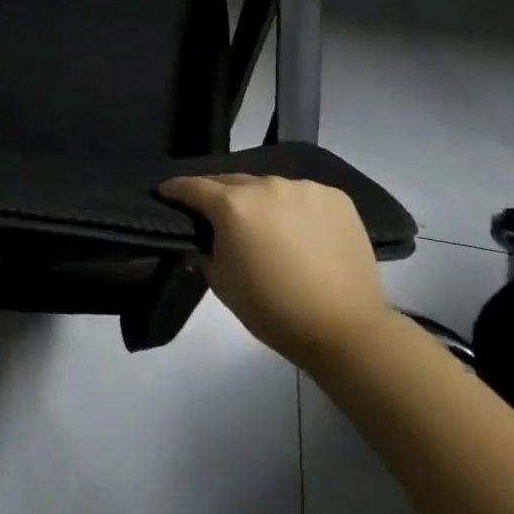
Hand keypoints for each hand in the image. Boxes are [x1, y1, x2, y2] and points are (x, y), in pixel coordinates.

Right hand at [157, 175, 390, 368]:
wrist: (346, 330)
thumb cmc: (274, 311)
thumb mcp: (223, 285)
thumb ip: (204, 252)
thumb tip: (200, 238)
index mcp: (233, 204)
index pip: (193, 186)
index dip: (176, 190)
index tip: (167, 193)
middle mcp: (266, 184)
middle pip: (232, 182)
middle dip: (220, 196)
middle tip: (217, 215)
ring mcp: (303, 187)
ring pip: (270, 188)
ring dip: (262, 202)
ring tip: (268, 227)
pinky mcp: (335, 197)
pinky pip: (304, 196)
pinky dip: (297, 209)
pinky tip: (303, 233)